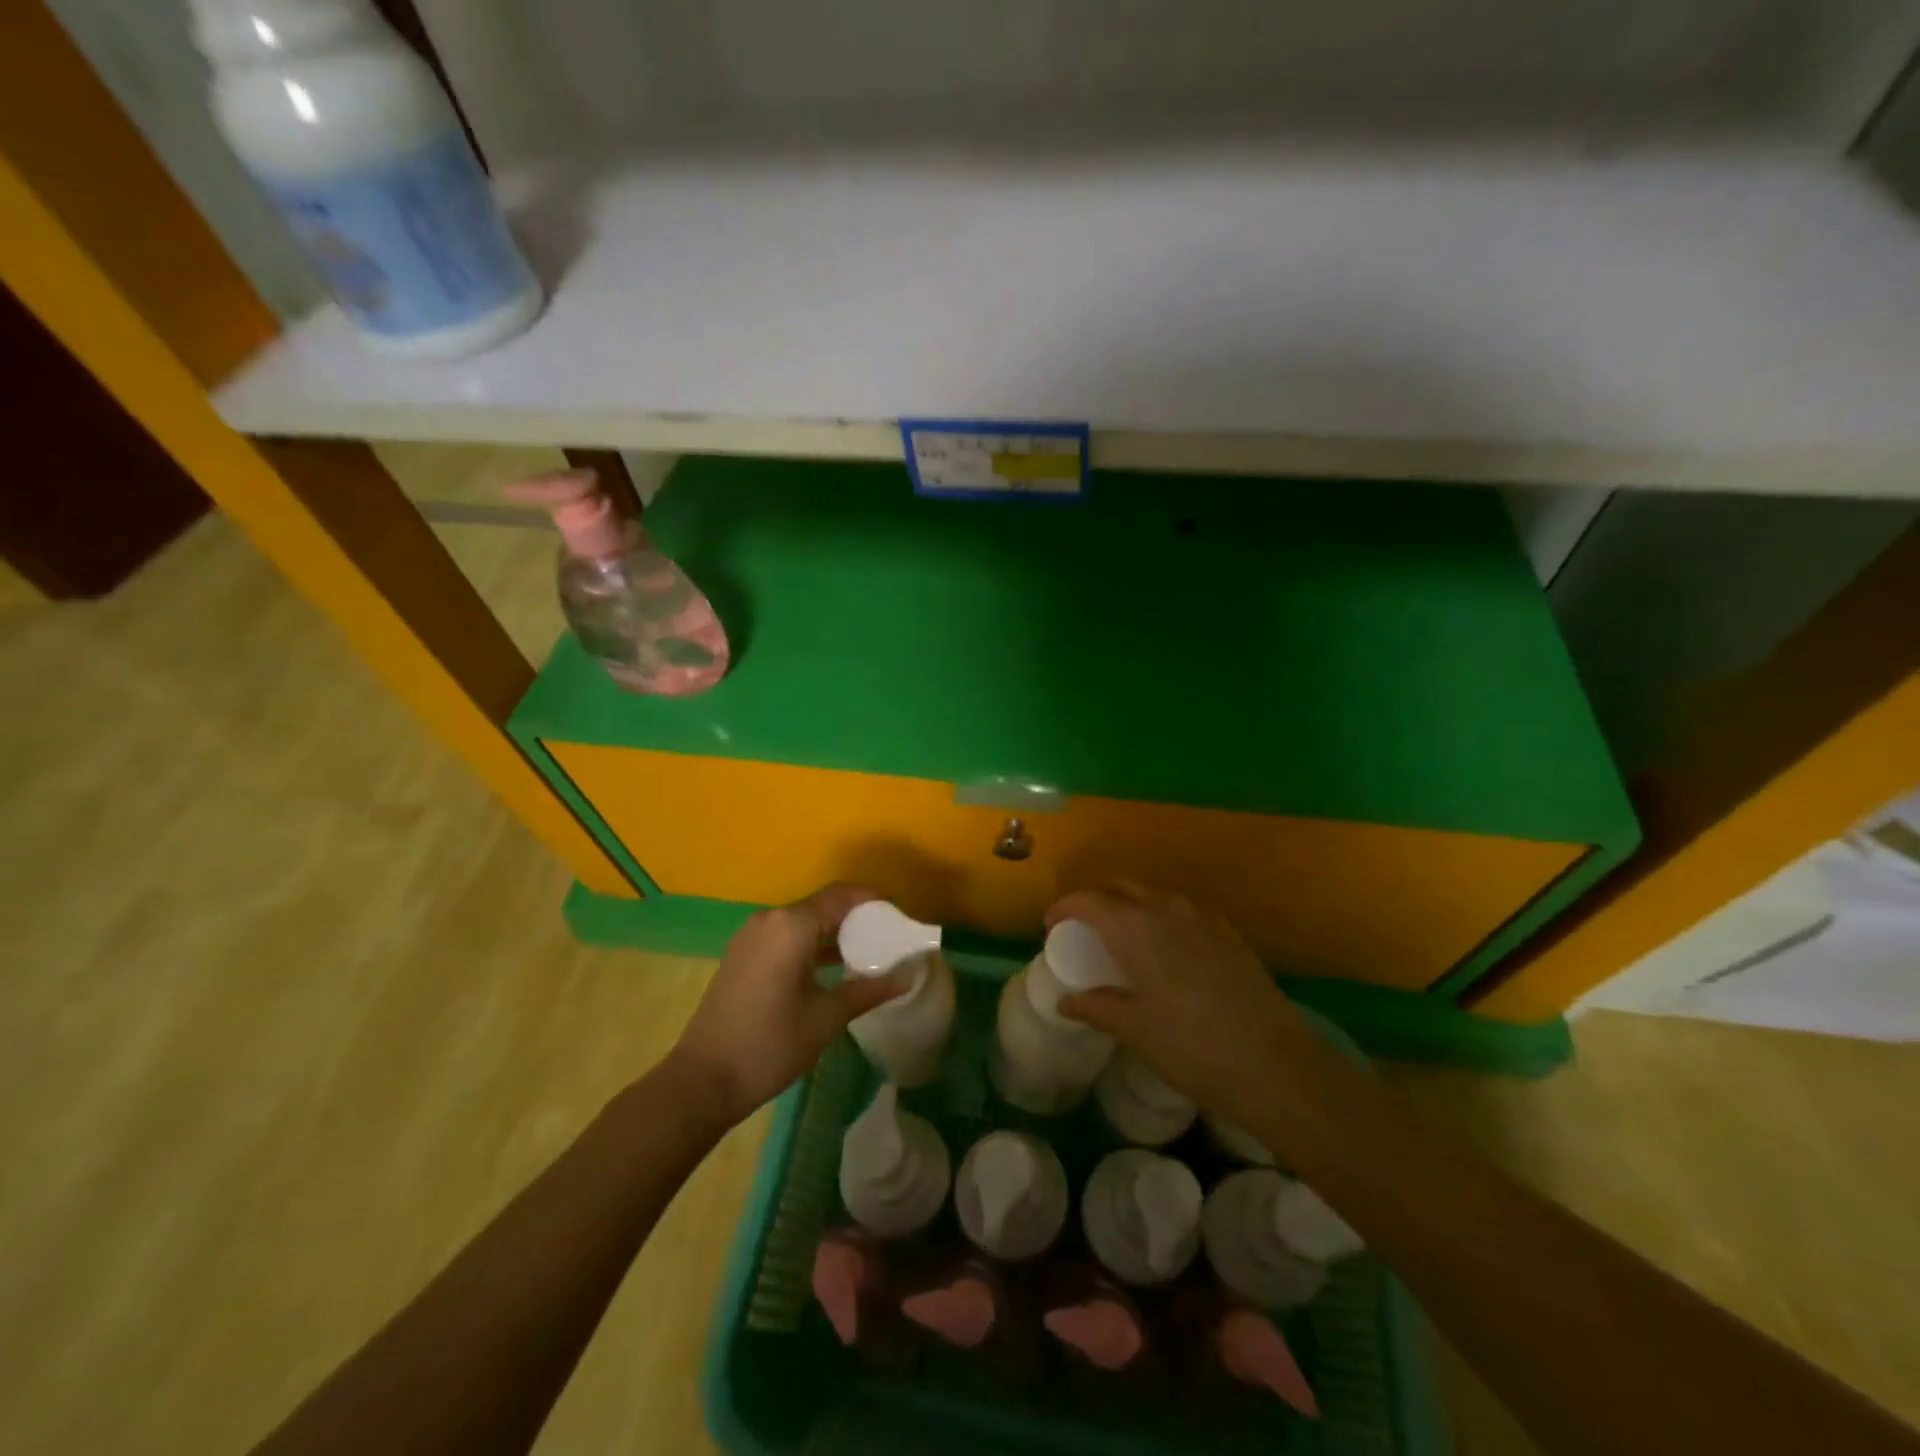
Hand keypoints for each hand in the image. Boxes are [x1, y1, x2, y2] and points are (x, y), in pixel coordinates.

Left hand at [670, 884, 911, 1125]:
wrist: (703, 1080)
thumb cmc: (771, 1043)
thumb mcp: (827, 1017)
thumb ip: (869, 990)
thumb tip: (908, 977)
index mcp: (792, 925)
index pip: (842, 896)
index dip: (873, 901)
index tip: (899, 918)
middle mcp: (770, 919)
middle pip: (822, 905)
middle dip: (856, 917)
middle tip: (887, 938)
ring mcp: (751, 936)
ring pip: (803, 921)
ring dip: (833, 932)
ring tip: (865, 954)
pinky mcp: (742, 955)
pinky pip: (785, 936)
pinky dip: (811, 943)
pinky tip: (830, 968)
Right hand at [1047, 884, 1329, 1134]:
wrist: (1276, 1065)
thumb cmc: (1192, 1048)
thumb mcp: (1134, 1030)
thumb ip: (1096, 1007)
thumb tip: (1066, 1002)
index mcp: (1135, 927)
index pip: (1087, 900)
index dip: (1064, 908)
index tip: (1051, 927)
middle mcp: (1167, 909)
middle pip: (1121, 888)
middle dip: (1097, 903)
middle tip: (1086, 934)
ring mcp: (1203, 917)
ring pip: (1154, 896)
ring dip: (1131, 908)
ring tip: (1125, 943)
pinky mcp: (1229, 932)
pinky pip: (1183, 910)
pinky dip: (1162, 919)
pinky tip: (1167, 953)